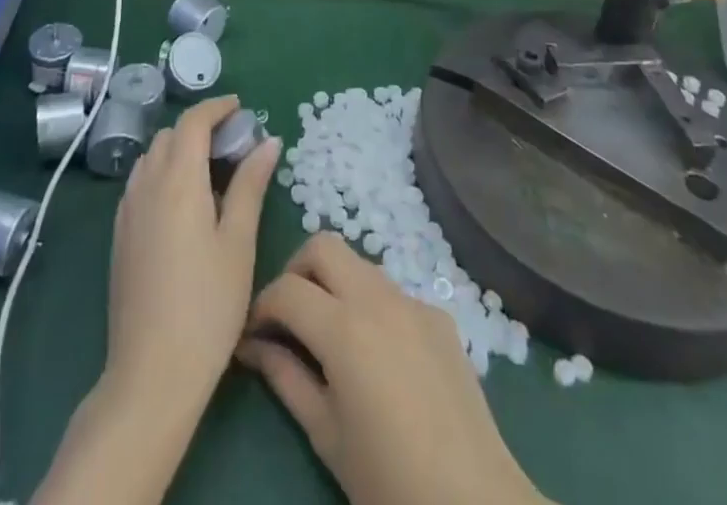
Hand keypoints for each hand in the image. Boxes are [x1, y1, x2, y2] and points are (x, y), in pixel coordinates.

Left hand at [106, 95, 280, 411]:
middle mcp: (146, 184)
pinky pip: (141, 183)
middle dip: (200, 128)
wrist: (151, 373)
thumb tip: (268, 141)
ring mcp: (127, 210)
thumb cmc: (208, 305)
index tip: (240, 108)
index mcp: (178, 179)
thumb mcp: (239, 242)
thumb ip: (251, 185)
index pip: (193, 121)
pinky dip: (163, 174)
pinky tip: (184, 204)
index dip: (216, 107)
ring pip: (152, 157)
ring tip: (211, 172)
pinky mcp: (119, 235)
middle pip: (171, 135)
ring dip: (179, 149)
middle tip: (233, 144)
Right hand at [238, 235, 549, 504]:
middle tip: (290, 316)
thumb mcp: (325, 435)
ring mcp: (412, 300)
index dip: (262, 306)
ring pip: (359, 264)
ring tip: (330, 335)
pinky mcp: (438, 315)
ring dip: (335, 283)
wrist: (474, 503)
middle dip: (297, 271)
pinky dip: (371, 306)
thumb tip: (252, 346)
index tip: (254, 333)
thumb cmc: (388, 480)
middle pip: (323, 246)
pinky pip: (393, 293)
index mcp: (343, 327)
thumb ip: (285, 378)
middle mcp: (376, 297)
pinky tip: (378, 355)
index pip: (286, 289)